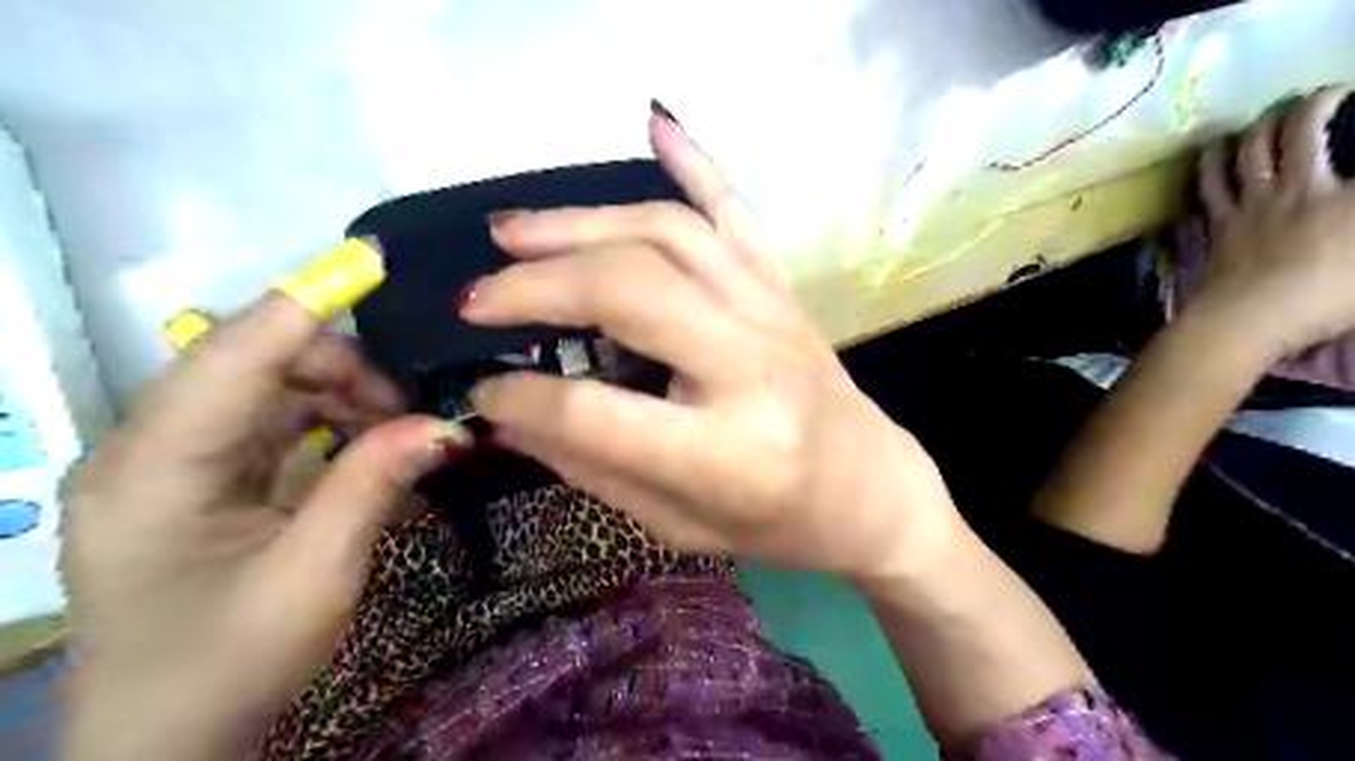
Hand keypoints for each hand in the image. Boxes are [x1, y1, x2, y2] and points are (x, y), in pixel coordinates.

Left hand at [63, 289, 470, 753]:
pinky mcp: (204, 476)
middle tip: (413, 408)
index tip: (371, 265)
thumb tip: (445, 423)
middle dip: (343, 369)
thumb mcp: (315, 575)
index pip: (229, 358)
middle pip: (253, 363)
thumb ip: (375, 484)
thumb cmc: (229, 666)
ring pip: (270, 387)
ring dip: (344, 395)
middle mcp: (151, 448)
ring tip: (400, 429)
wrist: (167, 744)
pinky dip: (331, 422)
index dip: (302, 306)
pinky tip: (373, 443)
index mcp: (154, 470)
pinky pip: (274, 421)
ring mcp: (175, 461)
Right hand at [462, 107, 957, 581]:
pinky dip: (694, 162)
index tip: (481, 389)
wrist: (871, 489)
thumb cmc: (778, 523)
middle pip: (629, 291)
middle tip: (475, 296)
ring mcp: (772, 312)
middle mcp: (750, 365)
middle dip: (537, 285)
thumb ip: (593, 469)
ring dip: (581, 224)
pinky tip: (655, 124)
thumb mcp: (680, 525)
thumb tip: (508, 415)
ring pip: (668, 235)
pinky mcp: (783, 288)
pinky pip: (736, 210)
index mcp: (725, 451)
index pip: (596, 412)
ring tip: (513, 231)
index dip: (523, 398)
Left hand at [1201, 86, 1354, 357]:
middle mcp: (1297, 188)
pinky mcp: (1218, 227)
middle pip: (1299, 132)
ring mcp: (1250, 206)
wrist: (1246, 318)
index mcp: (1346, 196)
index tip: (1354, 98)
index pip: (1352, 143)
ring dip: (1253, 130)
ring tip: (1254, 120)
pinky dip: (1210, 166)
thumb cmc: (1327, 296)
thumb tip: (1345, 207)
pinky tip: (1208, 157)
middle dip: (1312, 105)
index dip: (1346, 112)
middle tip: (1319, 97)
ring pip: (1246, 153)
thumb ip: (1353, 224)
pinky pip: (1210, 188)